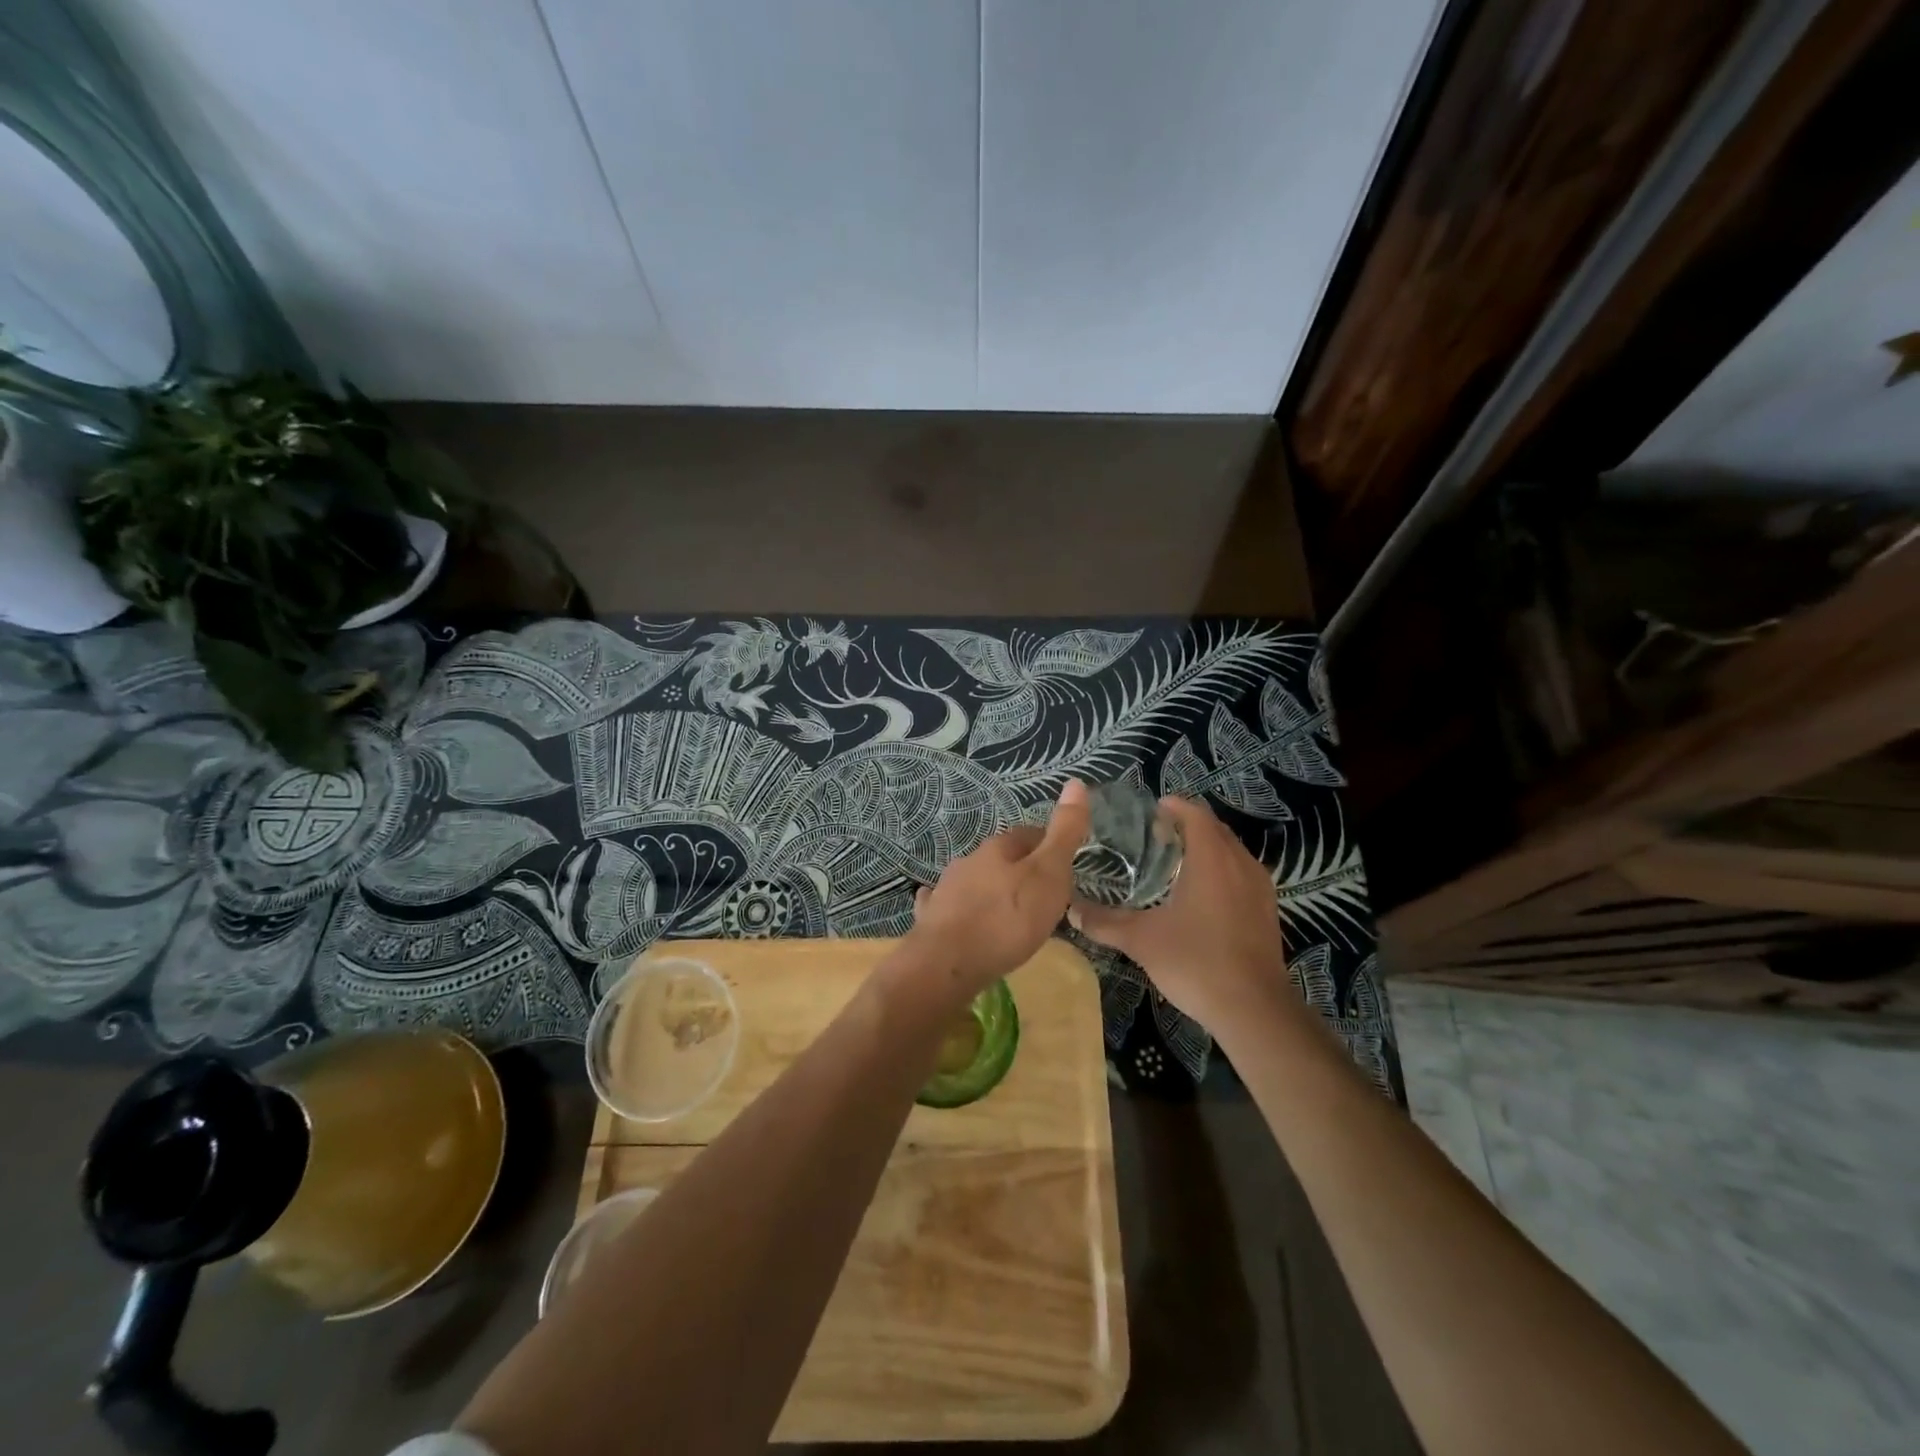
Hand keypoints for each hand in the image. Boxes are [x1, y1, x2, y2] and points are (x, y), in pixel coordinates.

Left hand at [909, 780, 1089, 995]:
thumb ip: (1064, 833)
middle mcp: (969, 861)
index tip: (1064, 867)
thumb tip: (1077, 782)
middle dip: (1020, 871)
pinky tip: (961, 920)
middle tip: (1042, 895)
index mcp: (998, 848)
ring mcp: (946, 889)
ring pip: (975, 881)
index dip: (1049, 847)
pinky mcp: (932, 919)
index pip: (1029, 835)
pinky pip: (948, 906)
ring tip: (1010, 915)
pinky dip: (959, 909)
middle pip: (1001, 859)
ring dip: (992, 890)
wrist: (947, 963)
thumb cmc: (1007, 918)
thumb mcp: (1049, 874)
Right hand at [1069, 796, 1291, 1034]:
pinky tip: (1201, 896)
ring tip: (1175, 862)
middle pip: (1215, 829)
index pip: (1194, 814)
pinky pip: (1242, 874)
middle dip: (1187, 825)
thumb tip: (1070, 910)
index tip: (1149, 811)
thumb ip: (1104, 922)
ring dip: (1206, 848)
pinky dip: (1221, 871)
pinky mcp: (1267, 911)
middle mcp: (1240, 863)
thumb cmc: (1196, 962)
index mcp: (1211, 858)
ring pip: (1231, 852)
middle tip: (1154, 835)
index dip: (1173, 806)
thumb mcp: (1141, 941)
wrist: (1254, 1010)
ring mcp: (1260, 887)